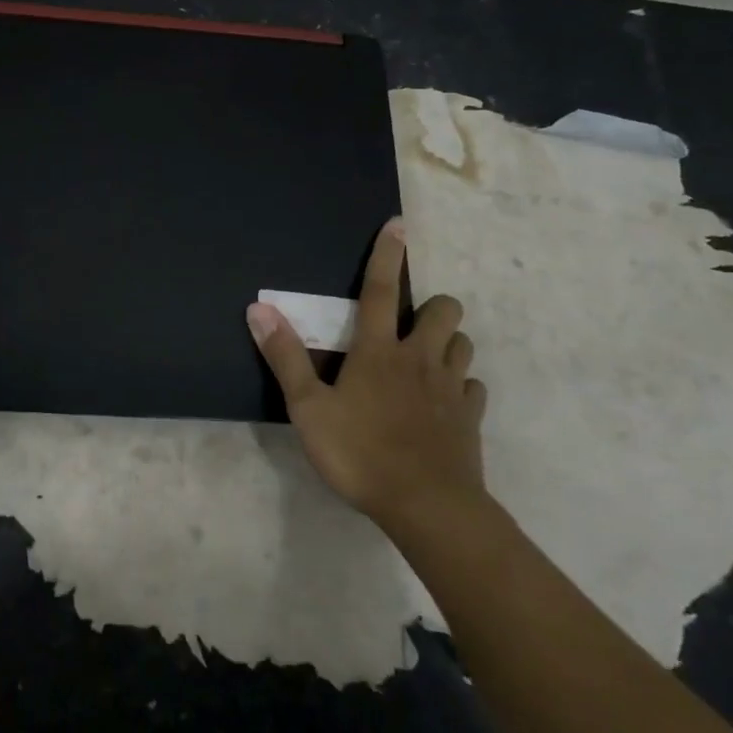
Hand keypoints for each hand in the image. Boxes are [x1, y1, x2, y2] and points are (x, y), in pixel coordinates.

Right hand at [247, 217, 489, 532]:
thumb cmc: (360, 453)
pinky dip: (461, 386)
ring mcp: (451, 388)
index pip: (380, 290)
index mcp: (378, 350)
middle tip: (410, 325)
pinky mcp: (471, 417)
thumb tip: (259, 308)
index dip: (387, 256)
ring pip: (463, 344)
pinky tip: (445, 402)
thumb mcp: (308, 408)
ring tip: (426, 358)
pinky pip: (473, 388)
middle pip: (443, 310)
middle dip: (432, 306)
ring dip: (448, 342)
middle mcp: (419, 359)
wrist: (426, 506)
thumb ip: (285, 357)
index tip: (398, 226)